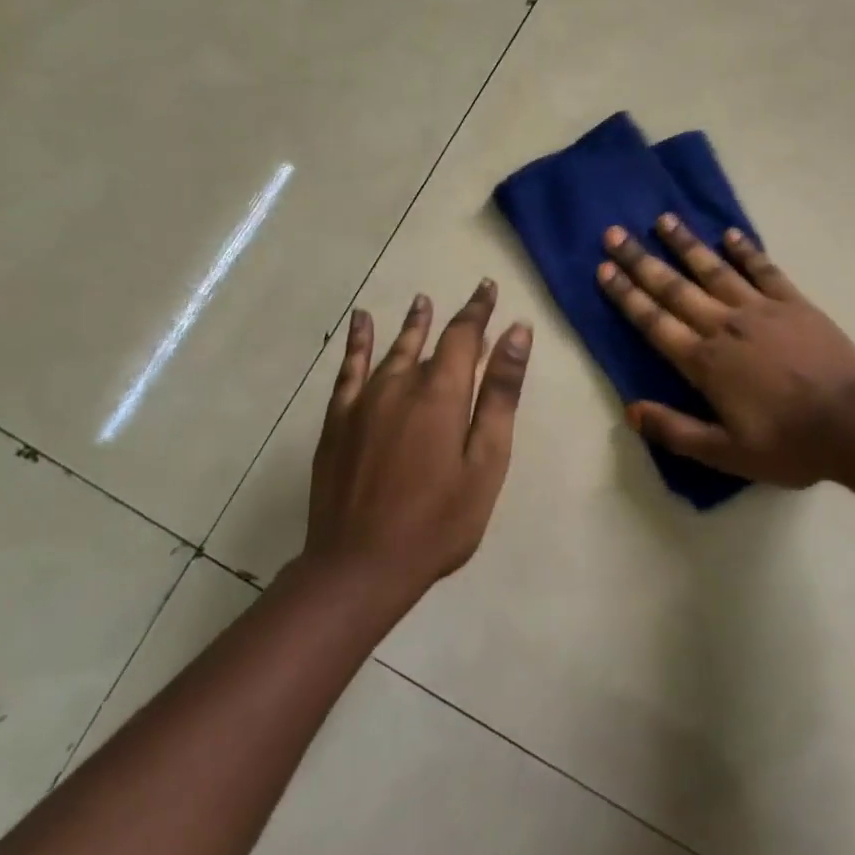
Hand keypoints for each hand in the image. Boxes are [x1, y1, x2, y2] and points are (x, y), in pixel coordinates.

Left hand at [303, 281, 531, 594]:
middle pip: (430, 339)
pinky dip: (358, 343)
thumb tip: (516, 332)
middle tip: (470, 297)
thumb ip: (500, 393)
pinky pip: (349, 370)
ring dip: (411, 324)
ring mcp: (364, 401)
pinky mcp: (338, 421)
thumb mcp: (486, 461)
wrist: (359, 567)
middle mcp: (401, 384)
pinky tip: (361, 323)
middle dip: (453, 317)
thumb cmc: (438, 520)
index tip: (488, 287)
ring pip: (393, 350)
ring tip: (421, 301)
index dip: (478, 310)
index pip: (463, 335)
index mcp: (441, 392)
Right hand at [597, 216, 854, 486]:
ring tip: (663, 219)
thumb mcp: (726, 454)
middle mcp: (725, 326)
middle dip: (641, 261)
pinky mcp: (794, 302)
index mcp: (704, 362)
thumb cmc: (788, 443)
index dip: (626, 296)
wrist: (854, 422)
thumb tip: (630, 411)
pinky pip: (763, 269)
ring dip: (686, 244)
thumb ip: (676, 431)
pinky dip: (745, 250)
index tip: (604, 270)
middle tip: (615, 234)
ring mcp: (760, 309)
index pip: (654, 322)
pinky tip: (730, 234)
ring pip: (714, 269)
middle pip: (675, 288)